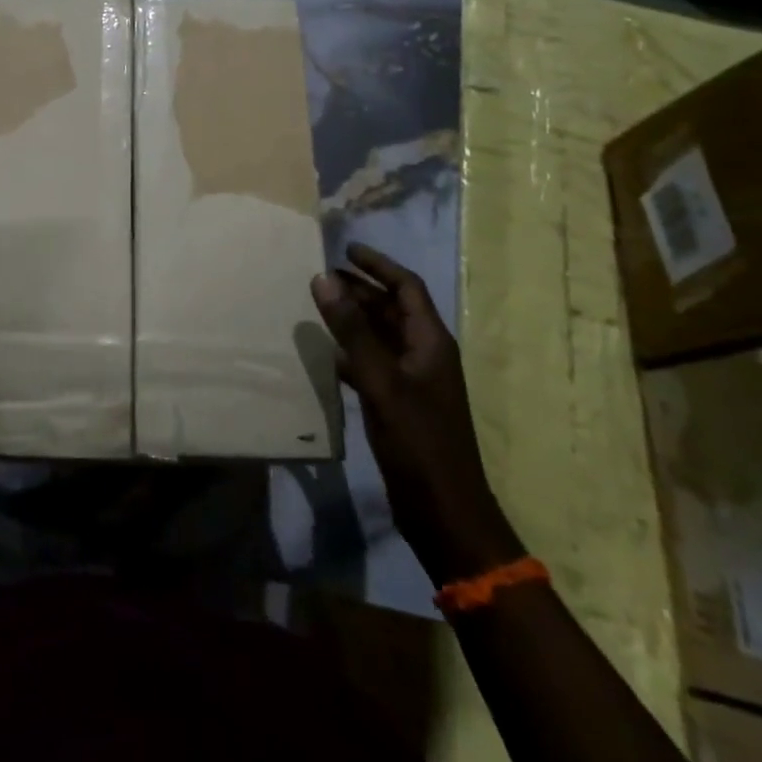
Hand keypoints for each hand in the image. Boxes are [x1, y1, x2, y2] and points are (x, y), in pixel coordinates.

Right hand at [311, 243, 522, 584]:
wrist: (444, 512)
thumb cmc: (418, 442)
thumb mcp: (382, 381)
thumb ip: (352, 330)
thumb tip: (323, 277)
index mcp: (431, 342)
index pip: (407, 288)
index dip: (378, 265)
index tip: (346, 249)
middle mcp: (424, 355)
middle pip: (392, 309)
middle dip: (360, 289)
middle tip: (321, 275)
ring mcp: (413, 382)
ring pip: (380, 337)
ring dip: (353, 319)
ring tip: (317, 305)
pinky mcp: (399, 405)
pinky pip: (372, 364)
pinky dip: (350, 353)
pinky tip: (326, 354)